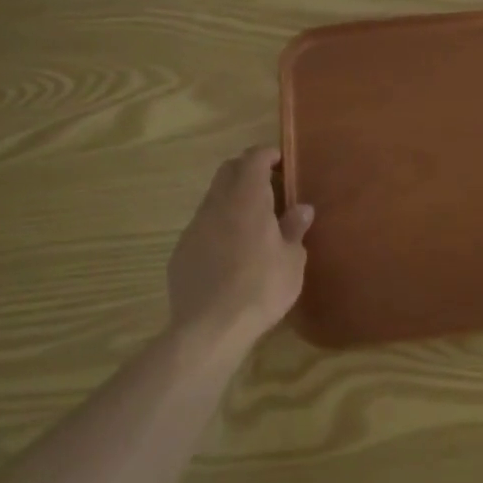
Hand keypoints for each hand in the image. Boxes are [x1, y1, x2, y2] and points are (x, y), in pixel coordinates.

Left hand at [166, 147, 312, 350]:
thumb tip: (301, 208)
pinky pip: (202, 227)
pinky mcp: (180, 252)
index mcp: (247, 199)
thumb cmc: (261, 288)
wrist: (210, 328)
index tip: (281, 161)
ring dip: (232, 200)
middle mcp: (217, 205)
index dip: (267, 154)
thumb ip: (294, 229)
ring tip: (252, 223)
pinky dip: (218, 227)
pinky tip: (230, 253)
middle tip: (269, 186)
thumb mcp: (291, 260)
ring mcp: (194, 228)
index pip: (253, 158)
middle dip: (247, 170)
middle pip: (228, 171)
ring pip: (213, 199)